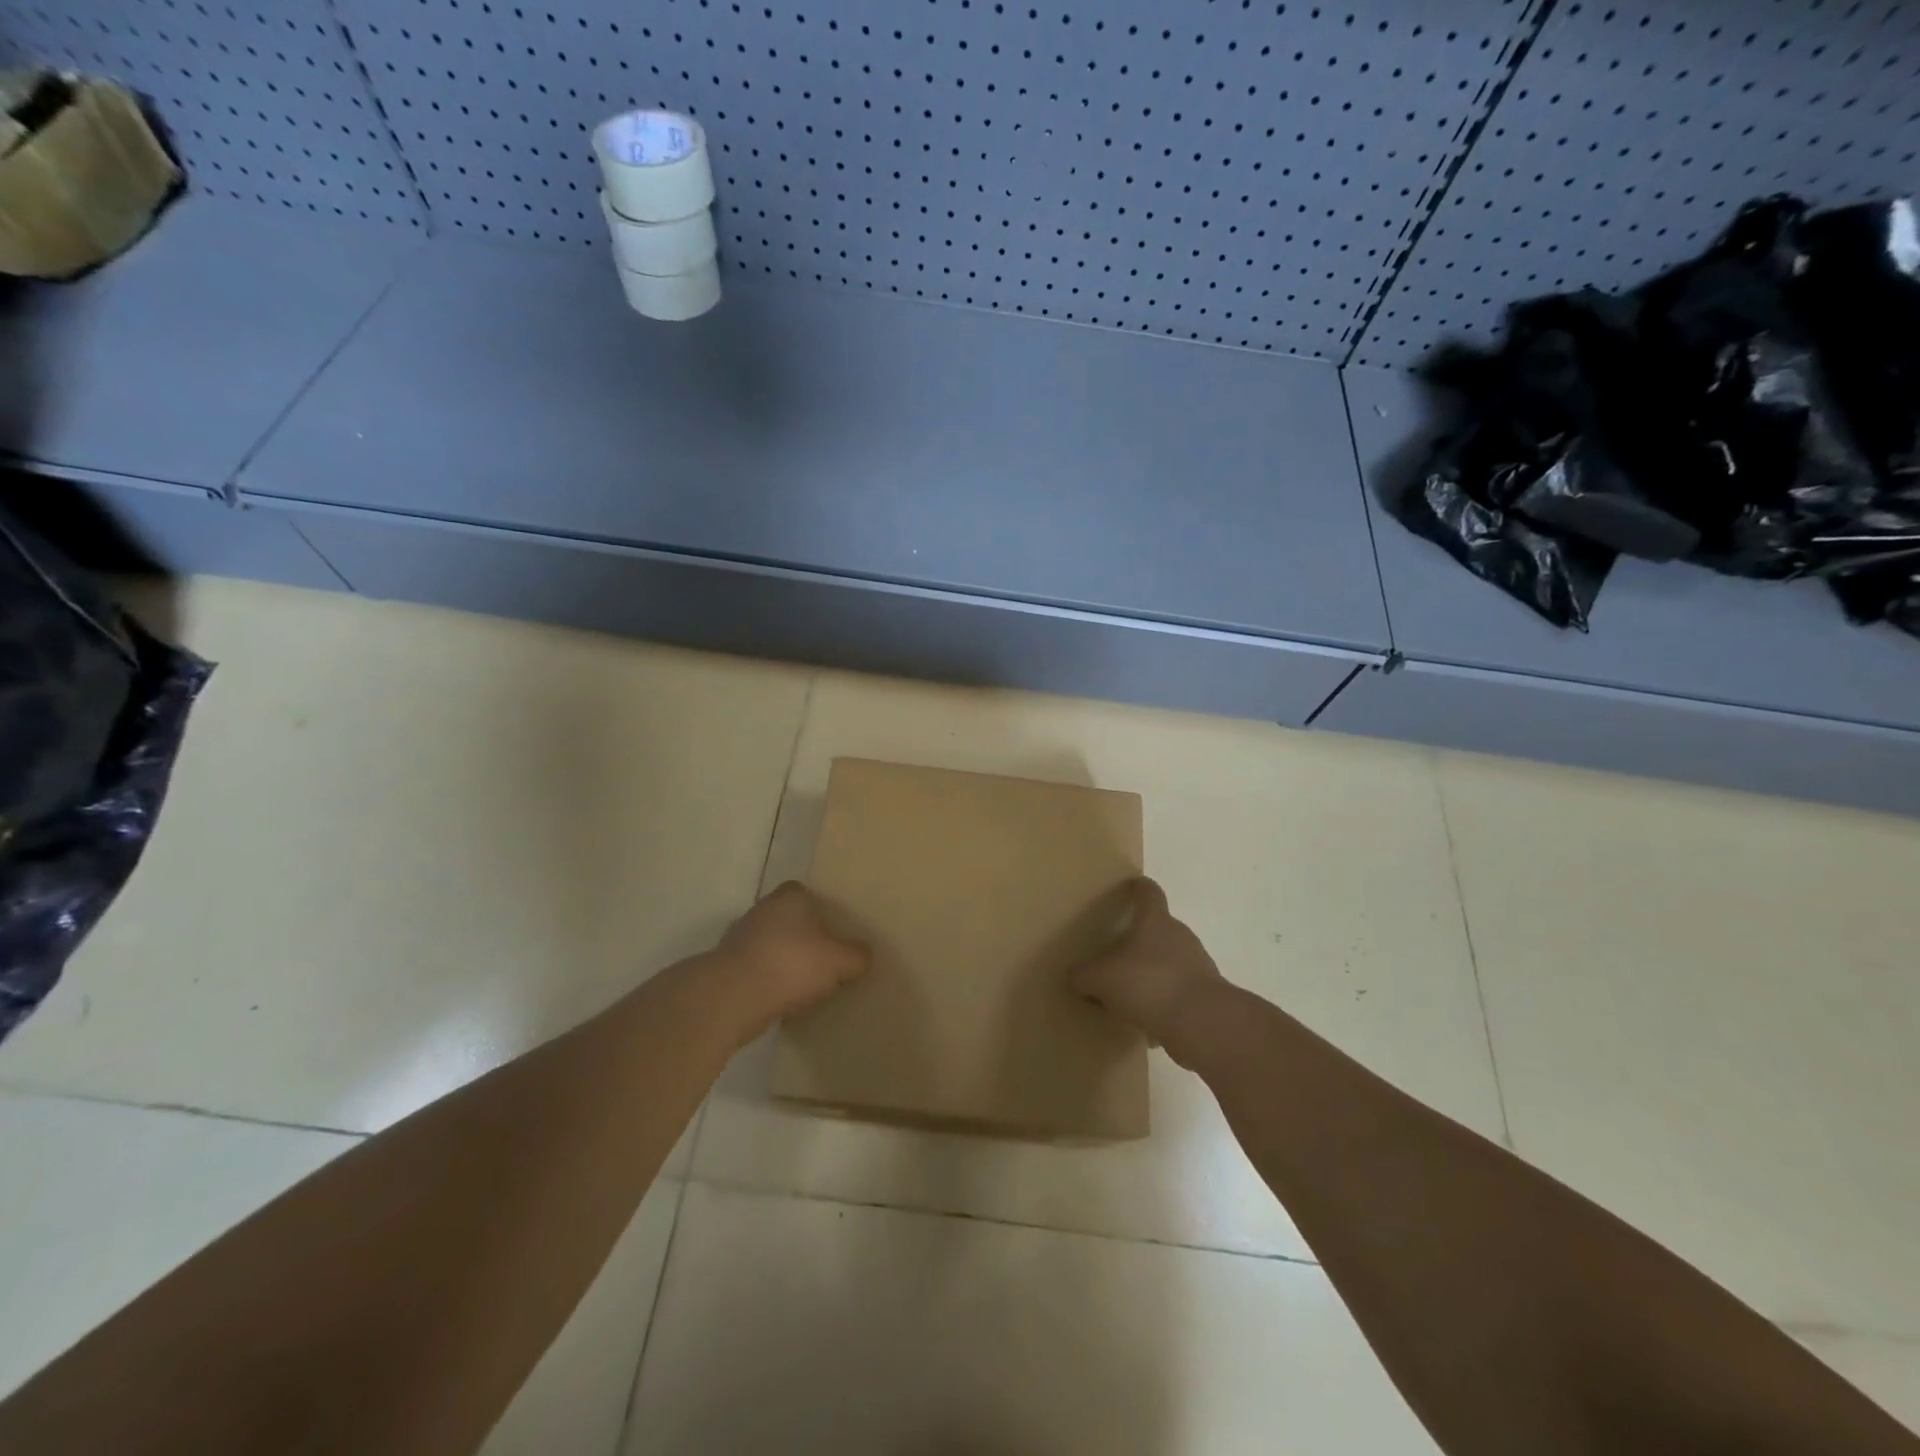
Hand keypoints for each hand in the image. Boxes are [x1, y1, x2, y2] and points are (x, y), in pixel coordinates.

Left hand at [712, 881, 870, 1037]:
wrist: (731, 998)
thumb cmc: (791, 965)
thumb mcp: (840, 962)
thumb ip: (857, 956)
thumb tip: (864, 955)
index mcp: (790, 897)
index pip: (804, 892)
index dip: (819, 909)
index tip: (832, 931)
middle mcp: (762, 909)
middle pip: (786, 917)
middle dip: (801, 934)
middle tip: (822, 957)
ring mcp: (739, 936)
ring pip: (768, 942)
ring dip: (781, 958)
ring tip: (802, 983)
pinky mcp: (725, 965)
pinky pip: (754, 967)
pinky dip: (765, 979)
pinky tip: (780, 998)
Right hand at [1072, 878, 1226, 1066]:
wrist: (1202, 1023)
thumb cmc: (1148, 984)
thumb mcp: (1101, 979)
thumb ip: (1084, 976)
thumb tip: (1076, 977)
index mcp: (1155, 921)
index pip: (1148, 893)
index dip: (1138, 888)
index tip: (1131, 886)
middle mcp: (1180, 935)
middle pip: (1158, 929)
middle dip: (1139, 939)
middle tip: (1117, 954)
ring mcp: (1197, 964)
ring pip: (1169, 961)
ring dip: (1151, 972)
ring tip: (1129, 994)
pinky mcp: (1206, 994)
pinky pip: (1178, 991)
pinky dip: (1163, 1001)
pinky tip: (1148, 1022)